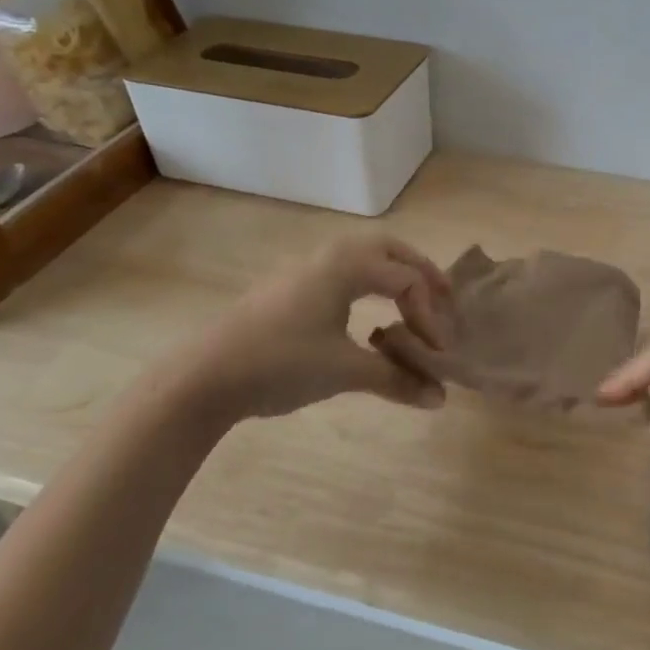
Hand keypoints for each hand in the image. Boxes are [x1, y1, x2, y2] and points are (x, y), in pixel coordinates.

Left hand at [171, 234, 454, 423]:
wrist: (204, 376)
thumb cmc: (281, 364)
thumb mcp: (345, 372)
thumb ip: (397, 380)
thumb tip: (440, 399)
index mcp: (348, 265)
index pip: (407, 281)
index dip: (431, 316)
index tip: (438, 355)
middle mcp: (330, 256)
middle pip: (391, 250)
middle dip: (422, 274)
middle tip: (445, 300)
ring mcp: (306, 268)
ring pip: (365, 256)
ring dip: (395, 275)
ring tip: (413, 303)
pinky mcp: (290, 286)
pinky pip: (344, 270)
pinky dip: (369, 284)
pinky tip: (367, 317)